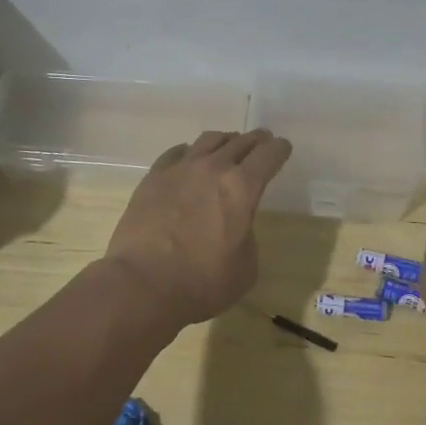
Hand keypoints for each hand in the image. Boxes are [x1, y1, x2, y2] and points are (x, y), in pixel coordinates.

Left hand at [104, 129, 292, 327]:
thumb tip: (236, 225)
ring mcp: (180, 169)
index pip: (269, 155)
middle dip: (256, 140)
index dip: (279, 149)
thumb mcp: (245, 267)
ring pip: (209, 140)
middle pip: (240, 142)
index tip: (283, 148)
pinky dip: (190, 152)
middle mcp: (213, 168)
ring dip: (225, 141)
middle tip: (262, 141)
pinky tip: (189, 158)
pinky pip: (177, 152)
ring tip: (228, 146)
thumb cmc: (202, 283)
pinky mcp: (154, 176)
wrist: (142, 284)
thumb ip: (247, 235)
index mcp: (242, 188)